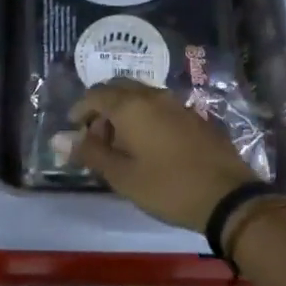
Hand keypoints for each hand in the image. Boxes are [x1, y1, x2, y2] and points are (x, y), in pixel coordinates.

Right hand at [70, 80, 257, 232]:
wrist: (228, 197)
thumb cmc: (167, 187)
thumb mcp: (122, 176)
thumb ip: (90, 153)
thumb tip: (58, 138)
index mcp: (131, 106)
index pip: (96, 94)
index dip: (80, 110)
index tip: (74, 131)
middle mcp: (153, 96)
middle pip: (119, 89)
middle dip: (102, 108)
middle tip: (96, 138)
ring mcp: (177, 104)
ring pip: (141, 97)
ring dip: (124, 113)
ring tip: (121, 146)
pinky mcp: (195, 117)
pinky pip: (160, 107)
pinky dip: (145, 118)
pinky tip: (149, 146)